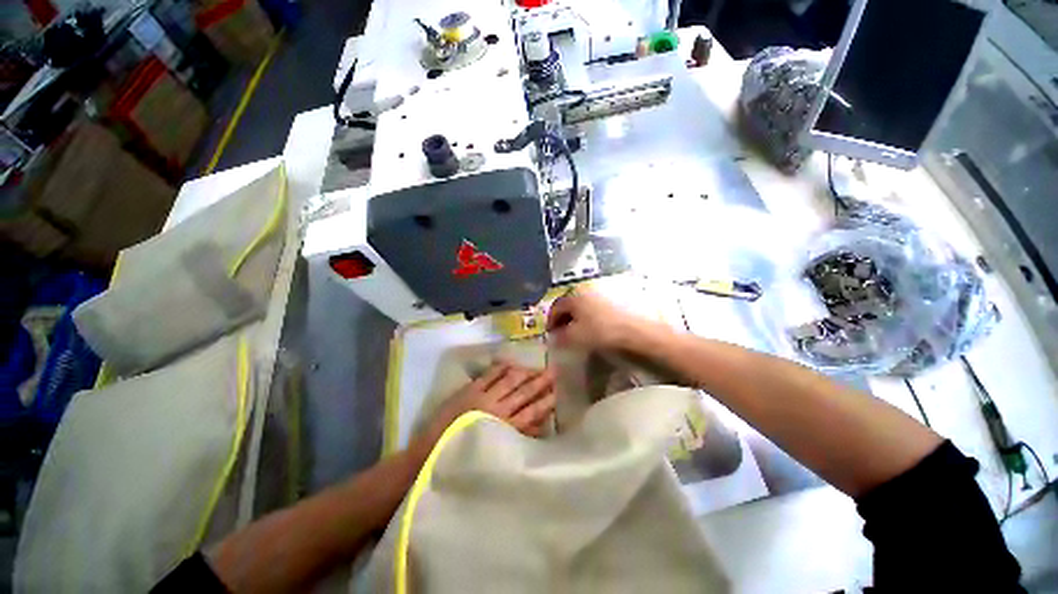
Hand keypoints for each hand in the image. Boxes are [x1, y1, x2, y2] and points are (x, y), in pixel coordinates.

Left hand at [417, 363, 556, 450]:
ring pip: (510, 380)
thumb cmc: (466, 458)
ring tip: (537, 367)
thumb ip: (518, 438)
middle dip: (540, 382)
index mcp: (505, 429)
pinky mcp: (470, 390)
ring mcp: (484, 397)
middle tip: (554, 372)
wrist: (431, 453)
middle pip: (524, 393)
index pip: (532, 412)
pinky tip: (512, 363)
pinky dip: (501, 367)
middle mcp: (498, 411)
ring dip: (525, 373)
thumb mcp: (496, 453)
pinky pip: (490, 374)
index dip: (546, 401)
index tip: (557, 392)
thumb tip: (540, 425)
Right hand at [546, 288, 652, 350]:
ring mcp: (602, 294)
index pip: (556, 306)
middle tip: (562, 331)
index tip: (550, 332)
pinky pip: (595, 307)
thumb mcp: (575, 337)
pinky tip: (594, 327)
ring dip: (577, 317)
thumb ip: (561, 336)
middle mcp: (587, 291)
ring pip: (583, 306)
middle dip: (563, 317)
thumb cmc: (601, 332)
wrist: (636, 331)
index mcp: (575, 297)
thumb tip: (554, 336)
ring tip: (578, 330)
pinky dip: (590, 316)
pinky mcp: (615, 300)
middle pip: (570, 304)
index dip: (551, 320)